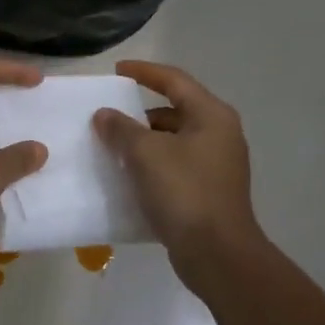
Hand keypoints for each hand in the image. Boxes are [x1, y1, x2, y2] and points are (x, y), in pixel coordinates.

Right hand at [94, 61, 262, 274]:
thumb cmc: (184, 192)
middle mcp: (220, 134)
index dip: (144, 72)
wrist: (217, 254)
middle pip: (175, 111)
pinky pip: (176, 166)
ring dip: (144, 142)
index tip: (116, 70)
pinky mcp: (209, 191)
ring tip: (112, 148)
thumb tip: (104, 114)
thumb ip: (121, 128)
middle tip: (109, 117)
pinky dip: (152, 165)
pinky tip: (128, 176)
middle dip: (140, 113)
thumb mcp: (146, 154)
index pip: (174, 81)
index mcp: (211, 116)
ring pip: (174, 141)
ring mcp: (217, 165)